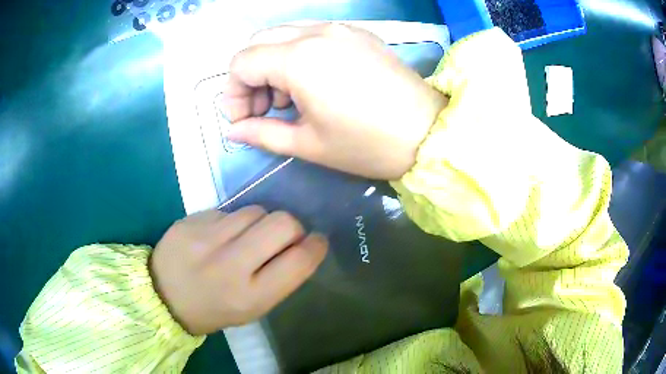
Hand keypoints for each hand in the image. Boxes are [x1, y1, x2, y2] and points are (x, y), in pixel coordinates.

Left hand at [150, 206, 327, 334]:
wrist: (162, 296)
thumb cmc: (213, 309)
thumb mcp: (252, 308)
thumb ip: (279, 279)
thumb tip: (302, 245)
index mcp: (250, 296)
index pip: (298, 261)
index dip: (315, 246)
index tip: (316, 241)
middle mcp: (230, 265)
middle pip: (282, 223)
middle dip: (292, 227)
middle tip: (282, 236)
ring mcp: (207, 238)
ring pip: (256, 210)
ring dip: (260, 222)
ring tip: (245, 237)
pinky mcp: (191, 220)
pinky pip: (228, 210)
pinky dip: (232, 221)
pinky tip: (219, 235)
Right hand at [222, 23, 447, 179]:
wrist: (429, 133)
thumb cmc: (367, 145)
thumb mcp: (308, 144)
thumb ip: (262, 133)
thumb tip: (233, 131)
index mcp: (299, 59)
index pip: (241, 62)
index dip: (232, 93)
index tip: (243, 120)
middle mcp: (316, 32)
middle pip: (258, 42)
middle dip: (249, 76)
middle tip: (263, 109)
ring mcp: (339, 29)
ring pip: (283, 34)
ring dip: (272, 63)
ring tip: (288, 99)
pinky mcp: (358, 33)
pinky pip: (311, 34)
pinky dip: (297, 54)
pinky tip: (313, 82)